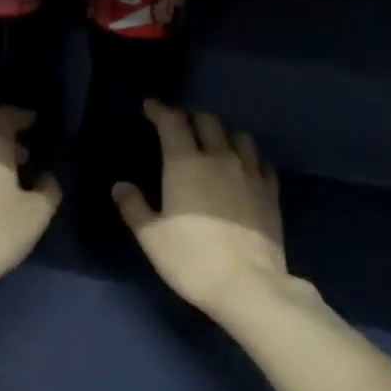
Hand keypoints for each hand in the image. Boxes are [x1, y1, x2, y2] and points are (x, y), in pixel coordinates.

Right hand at [114, 102, 289, 318]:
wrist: (247, 284)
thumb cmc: (191, 260)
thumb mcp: (151, 238)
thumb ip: (134, 207)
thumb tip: (120, 186)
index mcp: (186, 164)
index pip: (172, 122)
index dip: (159, 110)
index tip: (149, 107)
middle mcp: (221, 158)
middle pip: (208, 121)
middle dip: (190, 118)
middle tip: (178, 127)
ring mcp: (250, 173)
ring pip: (238, 136)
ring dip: (222, 133)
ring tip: (213, 144)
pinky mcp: (270, 192)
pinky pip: (260, 161)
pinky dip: (247, 157)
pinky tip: (243, 168)